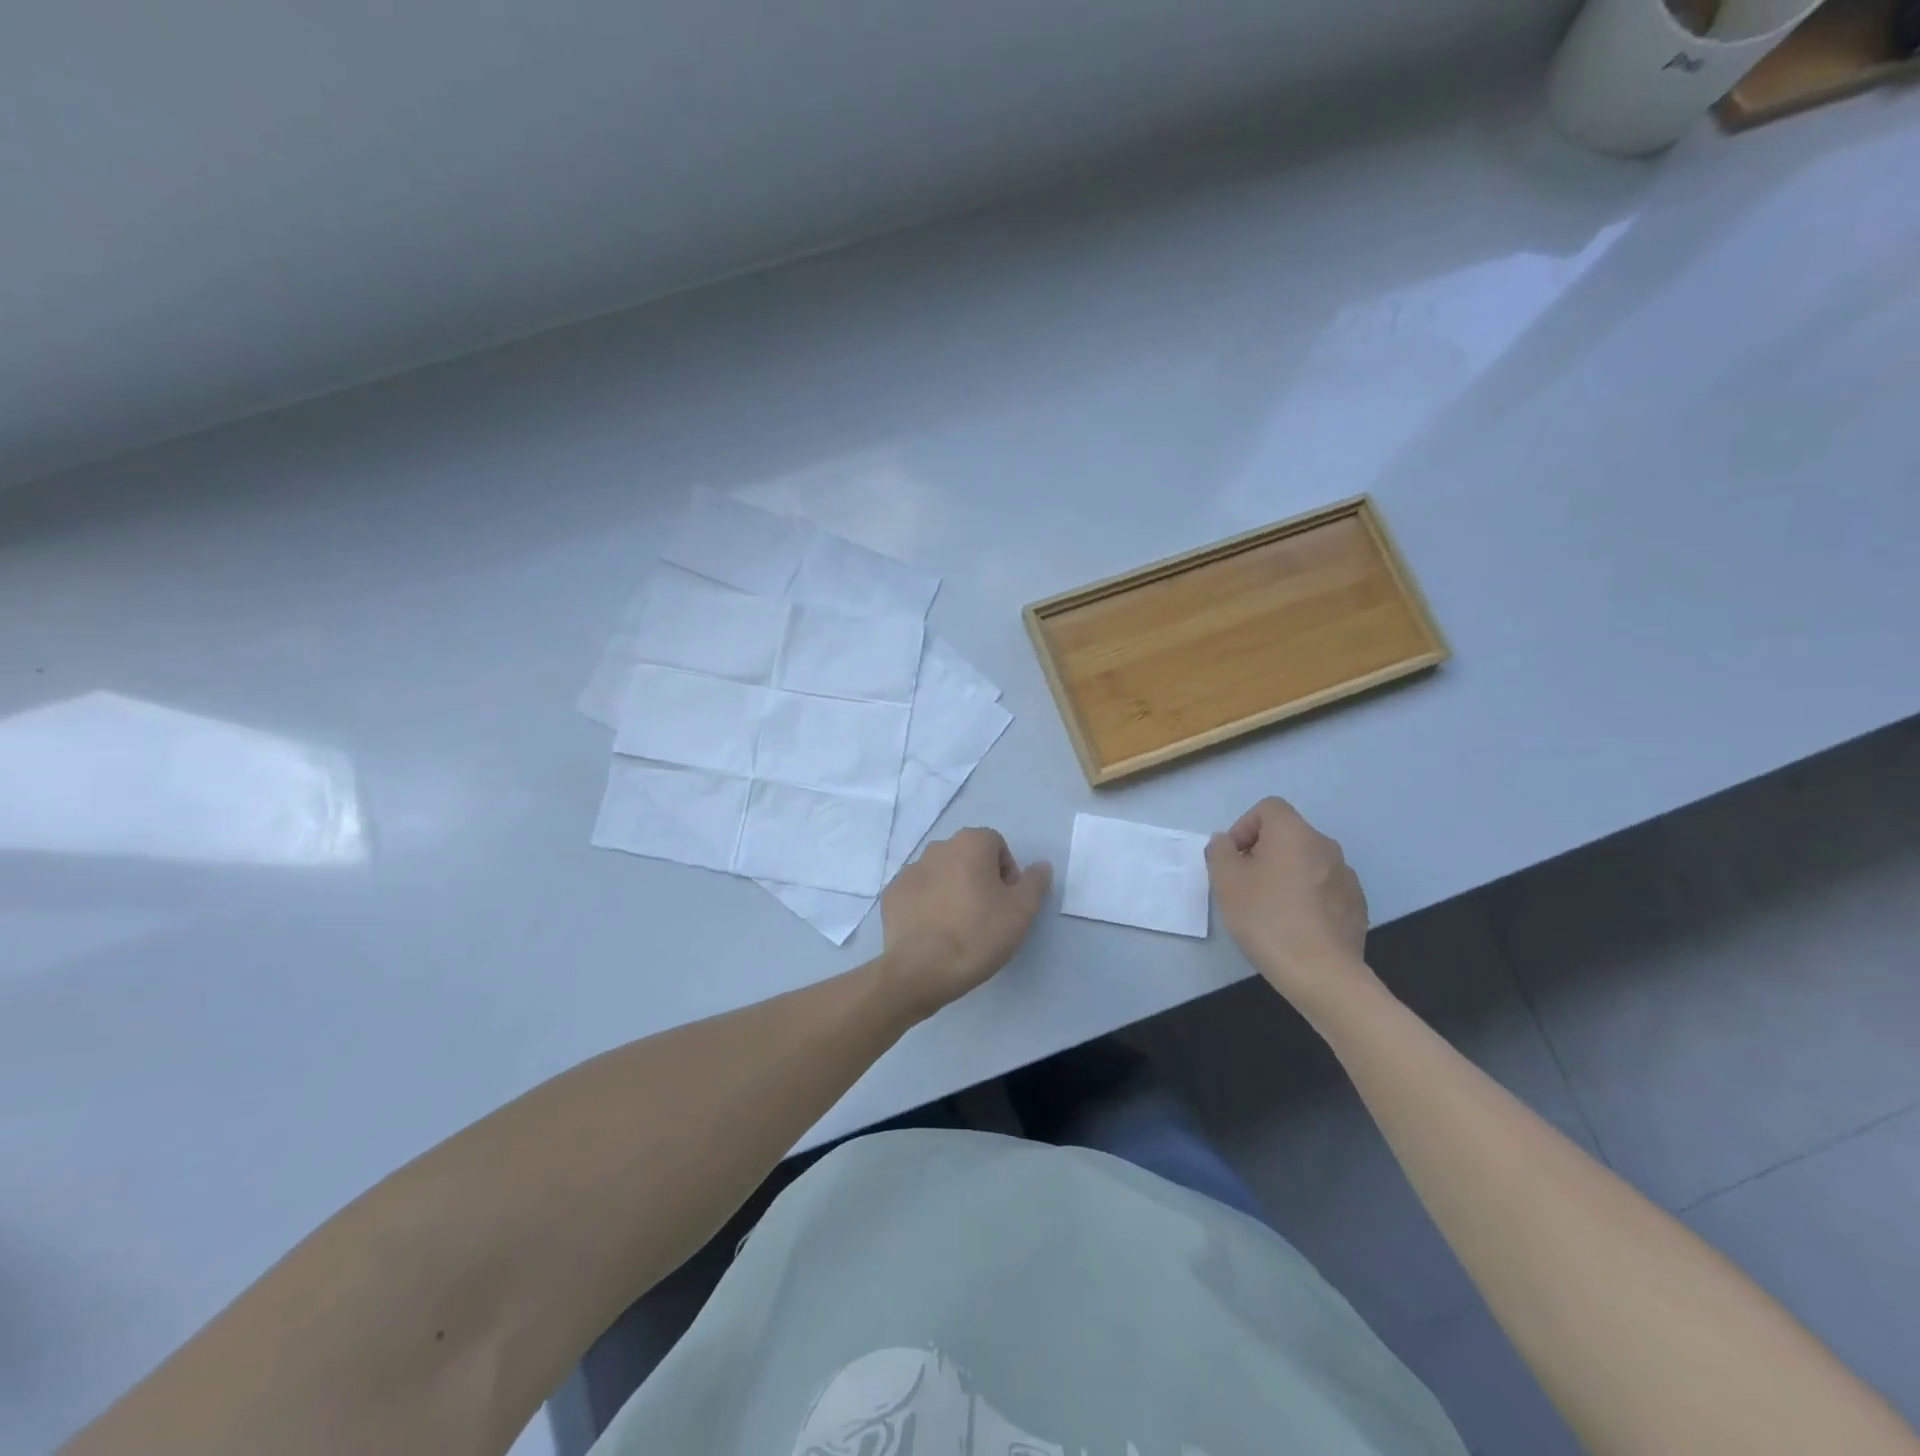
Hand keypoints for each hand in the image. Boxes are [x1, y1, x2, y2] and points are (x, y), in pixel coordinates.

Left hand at [881, 827, 1051, 1019]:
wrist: (921, 969)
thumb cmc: (978, 934)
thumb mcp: (1021, 912)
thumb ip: (1034, 882)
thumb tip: (1041, 865)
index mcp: (970, 843)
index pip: (996, 845)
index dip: (1007, 872)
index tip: (1007, 902)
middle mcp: (937, 847)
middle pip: (967, 856)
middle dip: (978, 878)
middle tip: (985, 914)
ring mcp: (909, 870)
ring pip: (940, 873)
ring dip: (951, 890)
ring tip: (958, 926)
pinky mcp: (892, 894)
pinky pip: (917, 892)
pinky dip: (926, 904)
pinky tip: (933, 931)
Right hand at [1206, 797, 1373, 1014]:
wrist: (1322, 973)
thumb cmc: (1267, 919)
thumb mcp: (1226, 882)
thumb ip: (1220, 852)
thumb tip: (1226, 841)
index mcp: (1294, 833)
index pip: (1268, 808)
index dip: (1244, 827)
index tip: (1234, 859)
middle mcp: (1325, 846)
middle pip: (1287, 835)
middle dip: (1263, 853)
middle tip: (1245, 885)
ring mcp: (1346, 877)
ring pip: (1306, 863)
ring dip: (1286, 875)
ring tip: (1269, 909)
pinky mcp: (1356, 905)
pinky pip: (1323, 888)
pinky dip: (1306, 898)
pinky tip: (1295, 926)